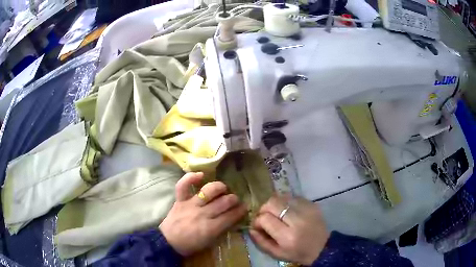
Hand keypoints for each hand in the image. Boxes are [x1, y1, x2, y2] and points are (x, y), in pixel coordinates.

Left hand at [160, 172, 246, 255]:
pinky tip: (201, 175)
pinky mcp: (180, 200)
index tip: (245, 207)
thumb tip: (232, 218)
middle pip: (223, 202)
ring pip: (208, 191)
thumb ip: (221, 229)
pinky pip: (183, 186)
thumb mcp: (210, 242)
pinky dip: (190, 178)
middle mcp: (202, 214)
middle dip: (233, 199)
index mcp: (210, 228)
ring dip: (219, 187)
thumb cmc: (190, 244)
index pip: (230, 216)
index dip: (240, 211)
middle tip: (235, 199)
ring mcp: (190, 205)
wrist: (169, 242)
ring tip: (223, 188)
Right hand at [250, 194, 329, 265]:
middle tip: (265, 217)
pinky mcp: (312, 204)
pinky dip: (286, 202)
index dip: (257, 221)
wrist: (322, 247)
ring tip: (277, 214)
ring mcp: (306, 209)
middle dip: (264, 209)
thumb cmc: (297, 253)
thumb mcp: (277, 253)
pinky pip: (292, 197)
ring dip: (275, 204)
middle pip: (272, 203)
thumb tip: (251, 228)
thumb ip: (261, 242)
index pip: (265, 218)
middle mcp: (297, 220)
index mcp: (288, 236)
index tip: (258, 226)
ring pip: (282, 197)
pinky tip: (288, 211)